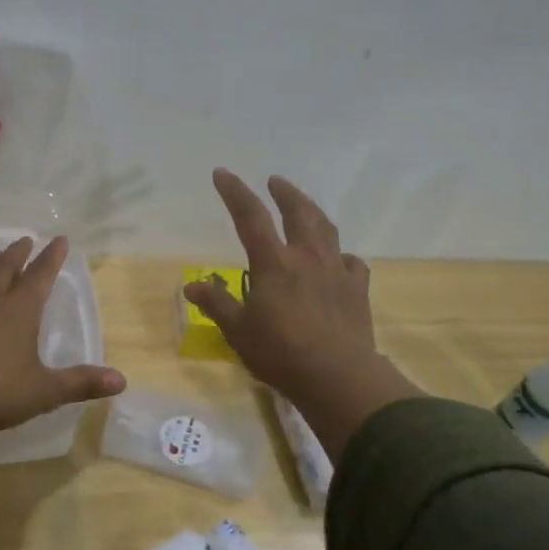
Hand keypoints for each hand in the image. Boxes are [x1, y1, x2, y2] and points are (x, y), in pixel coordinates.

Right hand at [183, 170, 419, 459]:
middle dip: (285, 193)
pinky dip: (340, 255)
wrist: (337, 375)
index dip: (235, 192)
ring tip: (305, 207)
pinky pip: (350, 261)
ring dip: (313, 212)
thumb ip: (217, 305)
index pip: (251, 216)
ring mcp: (336, 270)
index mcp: (273, 262)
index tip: (223, 174)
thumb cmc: (280, 352)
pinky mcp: (356, 288)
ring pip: (326, 229)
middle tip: (275, 181)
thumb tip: (191, 287)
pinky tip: (337, 259)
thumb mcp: (238, 331)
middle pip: (297, 212)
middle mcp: (306, 257)